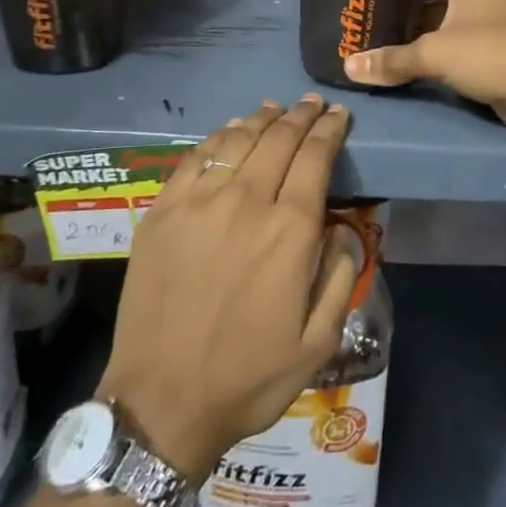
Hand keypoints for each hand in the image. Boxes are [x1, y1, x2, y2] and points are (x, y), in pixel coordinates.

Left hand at [97, 98, 358, 482]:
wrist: (162, 402)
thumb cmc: (248, 377)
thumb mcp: (319, 341)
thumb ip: (341, 276)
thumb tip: (343, 230)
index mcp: (289, 230)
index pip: (315, 157)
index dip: (330, 130)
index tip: (339, 115)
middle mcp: (246, 201)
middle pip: (278, 139)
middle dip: (301, 116)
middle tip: (313, 104)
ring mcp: (198, 203)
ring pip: (236, 140)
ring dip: (261, 120)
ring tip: (275, 109)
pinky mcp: (162, 211)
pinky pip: (194, 158)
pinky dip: (218, 138)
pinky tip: (228, 133)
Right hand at [343, 0, 505, 154]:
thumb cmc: (493, 54)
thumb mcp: (436, 53)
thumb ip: (391, 59)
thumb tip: (347, 67)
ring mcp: (478, 14)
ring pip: (431, 11)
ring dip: (404, 20)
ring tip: (362, 23)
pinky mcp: (480, 43)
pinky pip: (441, 35)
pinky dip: (420, 41)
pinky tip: (389, 49)